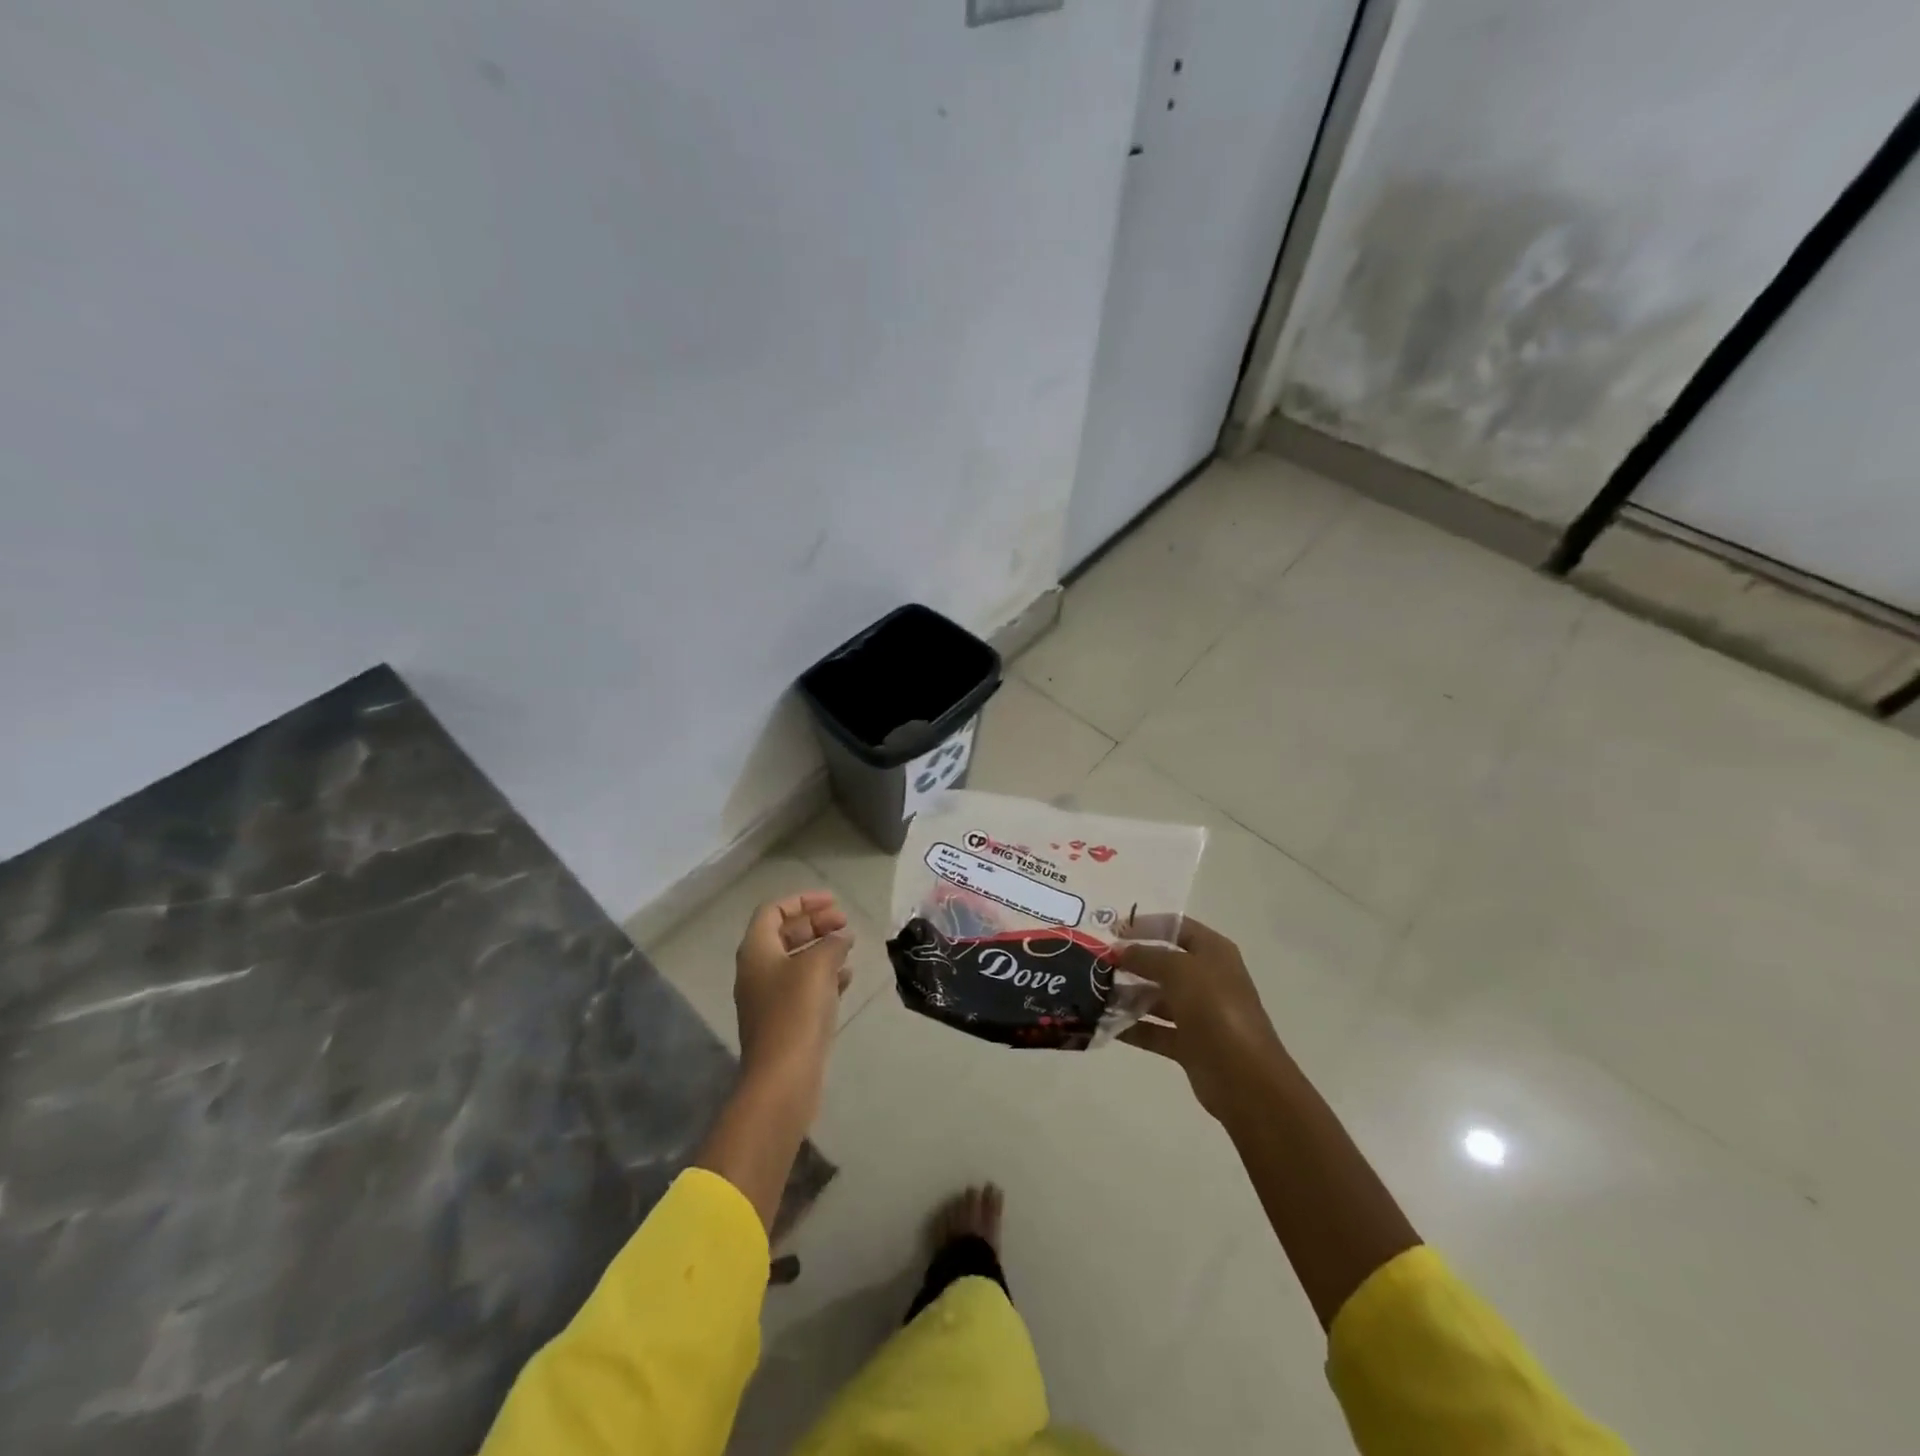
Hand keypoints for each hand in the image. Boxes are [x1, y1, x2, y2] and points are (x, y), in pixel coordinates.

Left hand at [733, 891, 853, 1086]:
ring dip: (822, 949)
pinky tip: (847, 978)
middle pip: (784, 934)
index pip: (773, 911)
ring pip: (796, 961)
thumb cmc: (796, 1012)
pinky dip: (825, 976)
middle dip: (815, 923)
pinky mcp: (785, 1021)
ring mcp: (769, 998)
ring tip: (850, 946)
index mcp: (756, 951)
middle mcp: (757, 971)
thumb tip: (840, 937)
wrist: (783, 1078)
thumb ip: (831, 943)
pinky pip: (804, 987)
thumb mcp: (817, 966)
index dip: (803, 901)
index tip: (834, 901)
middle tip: (845, 923)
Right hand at [1112, 916, 1290, 1124]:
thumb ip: (1146, 956)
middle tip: (1095, 963)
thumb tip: (1120, 951)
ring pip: (1155, 997)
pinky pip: (1154, 1029)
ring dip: (1127, 995)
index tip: (1112, 932)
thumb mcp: (1179, 970)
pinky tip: (1104, 1024)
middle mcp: (1206, 978)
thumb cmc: (1215, 1009)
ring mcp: (1198, 1012)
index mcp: (1213, 952)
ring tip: (1094, 994)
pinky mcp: (1188, 1044)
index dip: (1145, 925)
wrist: (1244, 1078)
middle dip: (1131, 961)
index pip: (1176, 927)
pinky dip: (1131, 1027)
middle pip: (1163, 962)